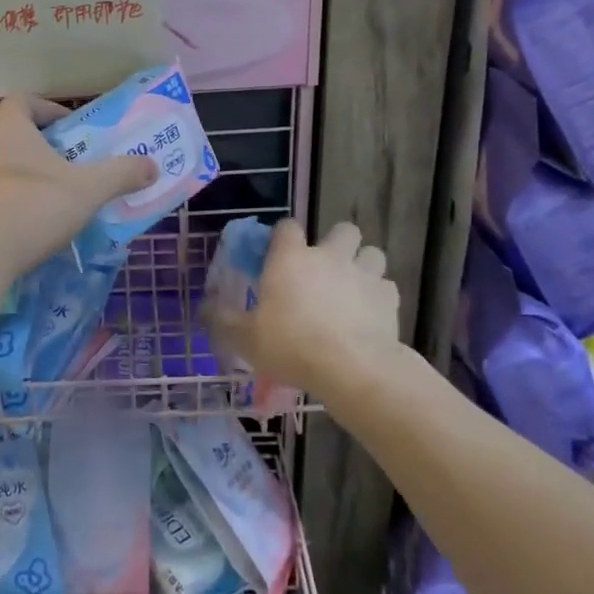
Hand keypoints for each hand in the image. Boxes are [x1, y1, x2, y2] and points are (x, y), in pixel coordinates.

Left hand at [0, 96, 155, 279]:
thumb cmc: (33, 207)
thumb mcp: (88, 190)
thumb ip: (121, 174)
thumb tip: (152, 166)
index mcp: (6, 124)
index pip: (27, 101)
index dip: (52, 111)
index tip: (74, 130)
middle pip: (14, 131)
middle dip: (43, 144)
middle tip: (71, 163)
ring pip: (1, 160)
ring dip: (26, 170)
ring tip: (54, 192)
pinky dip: (10, 194)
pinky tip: (30, 217)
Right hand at [209, 220, 430, 421]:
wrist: (350, 367)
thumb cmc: (290, 345)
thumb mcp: (244, 338)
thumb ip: (223, 319)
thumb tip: (204, 307)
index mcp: (290, 258)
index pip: (287, 226)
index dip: (283, 236)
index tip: (278, 254)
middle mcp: (329, 256)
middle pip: (343, 229)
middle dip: (337, 243)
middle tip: (325, 268)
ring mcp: (363, 274)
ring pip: (372, 253)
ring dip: (363, 265)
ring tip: (352, 288)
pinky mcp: (389, 298)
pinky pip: (386, 286)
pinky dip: (379, 295)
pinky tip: (370, 314)